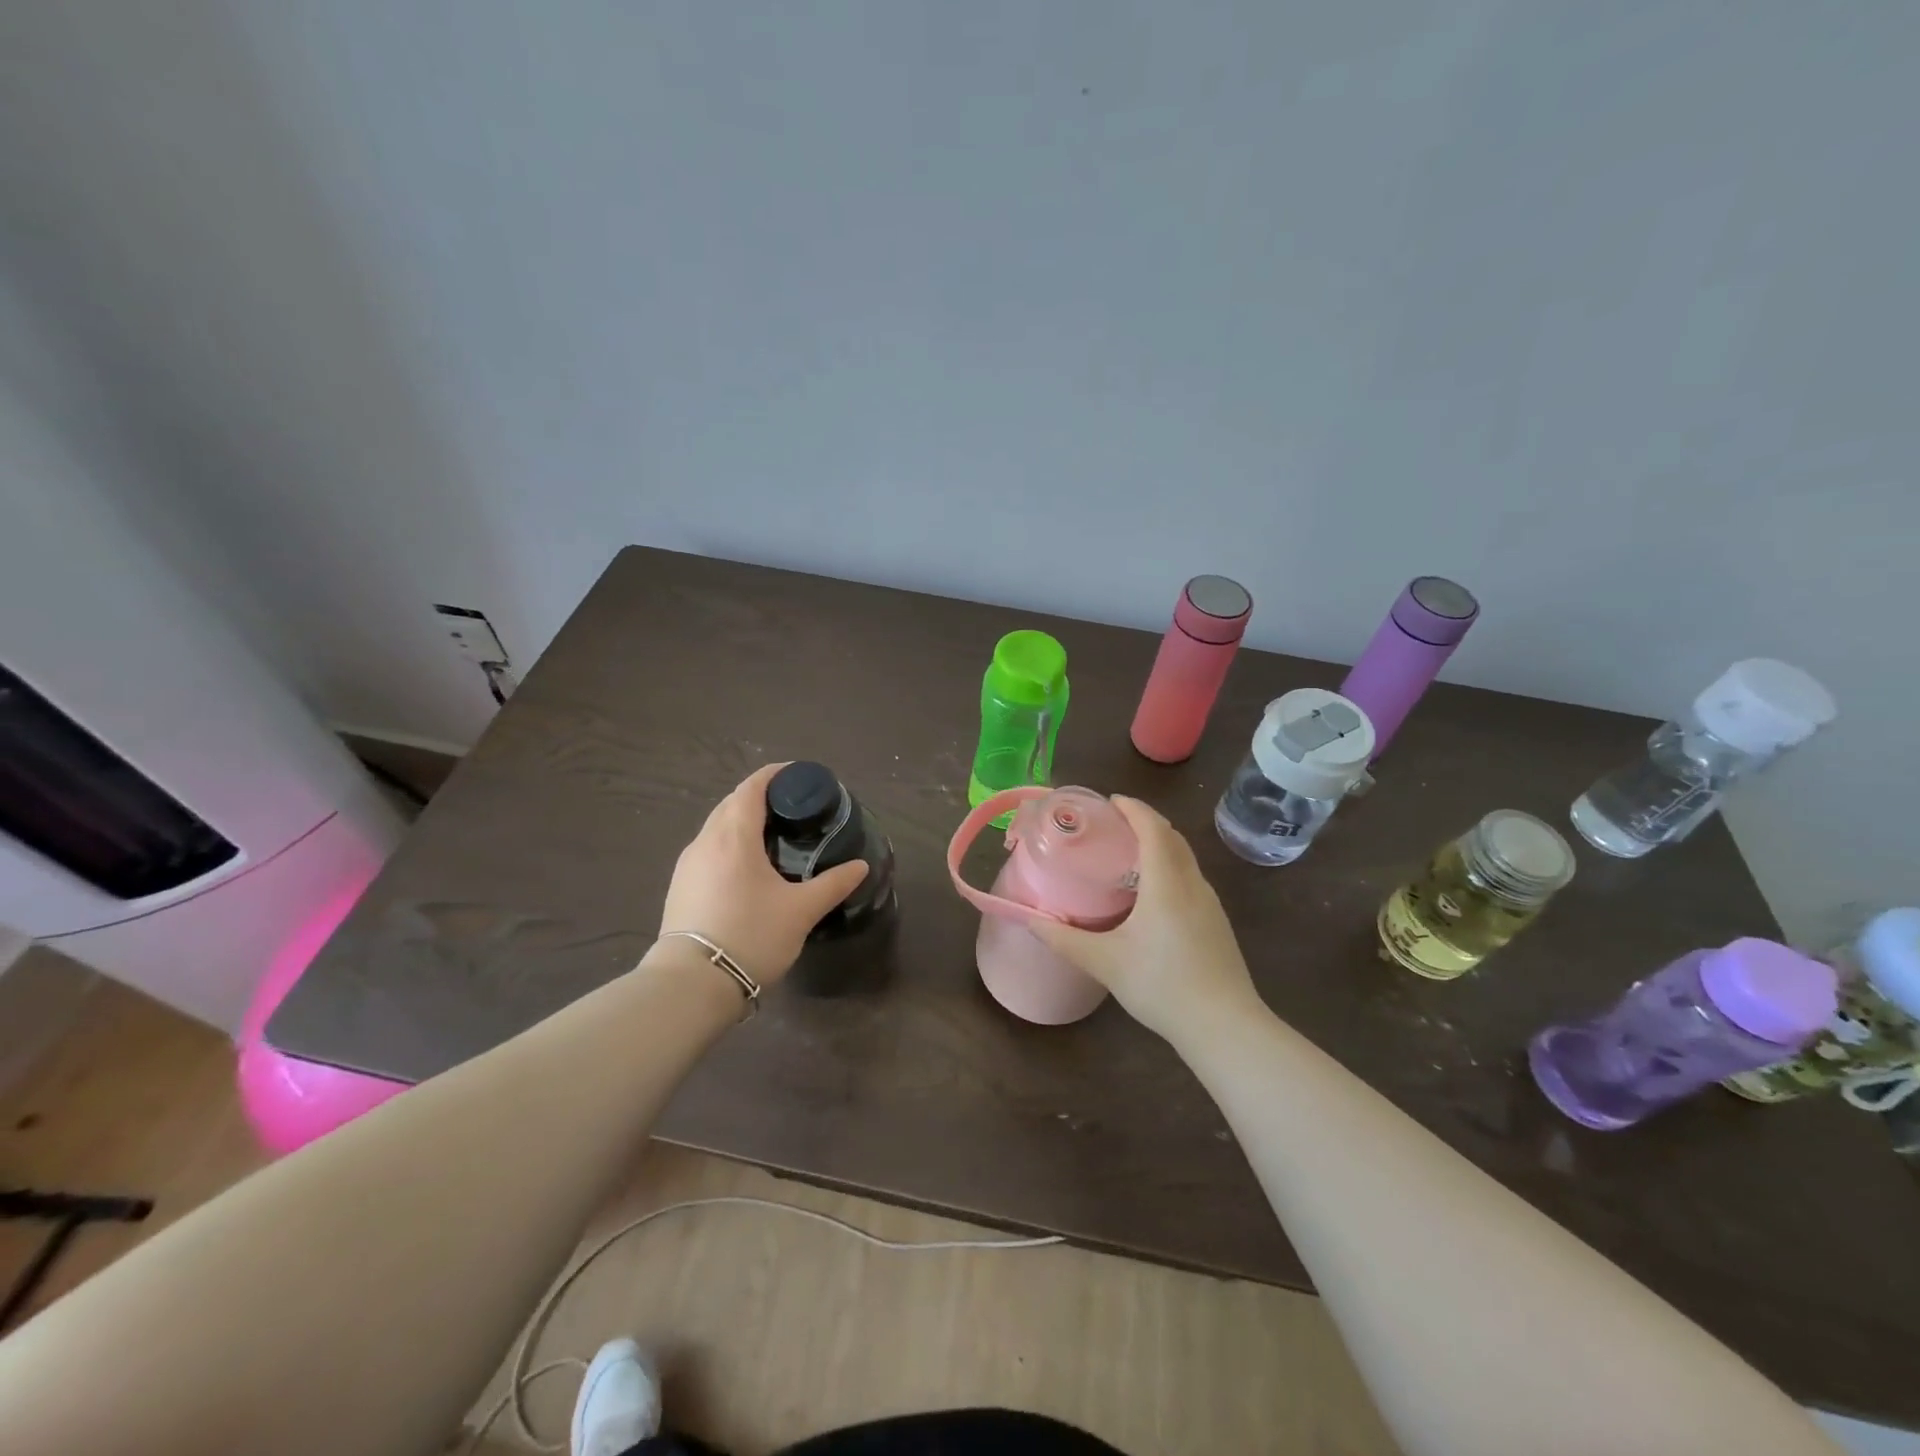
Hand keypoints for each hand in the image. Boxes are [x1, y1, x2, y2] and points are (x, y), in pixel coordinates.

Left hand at [658, 764, 868, 985]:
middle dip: (761, 797)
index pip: (752, 787)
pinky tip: (748, 867)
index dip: (775, 775)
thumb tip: (860, 866)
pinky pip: (709, 849)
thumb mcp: (801, 911)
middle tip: (793, 807)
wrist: (692, 984)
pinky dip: (730, 844)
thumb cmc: (751, 936)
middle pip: (732, 803)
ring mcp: (688, 865)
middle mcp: (705, 841)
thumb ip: (832, 884)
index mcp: (733, 836)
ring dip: (743, 821)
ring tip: (773, 836)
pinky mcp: (680, 887)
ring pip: (717, 827)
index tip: (799, 776)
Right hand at [1030, 796, 1258, 1043]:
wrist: (1224, 1027)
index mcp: (1167, 883)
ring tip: (1129, 854)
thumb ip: (1064, 938)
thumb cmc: (1161, 986)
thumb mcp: (1104, 962)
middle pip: (1172, 838)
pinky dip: (1170, 867)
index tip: (1111, 801)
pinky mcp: (1217, 923)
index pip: (1153, 829)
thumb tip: (1031, 919)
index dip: (1134, 809)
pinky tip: (1153, 893)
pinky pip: (1191, 878)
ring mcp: (1210, 904)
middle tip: (1114, 824)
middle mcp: (1192, 884)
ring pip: (1185, 858)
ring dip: (1160, 844)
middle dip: (1146, 822)